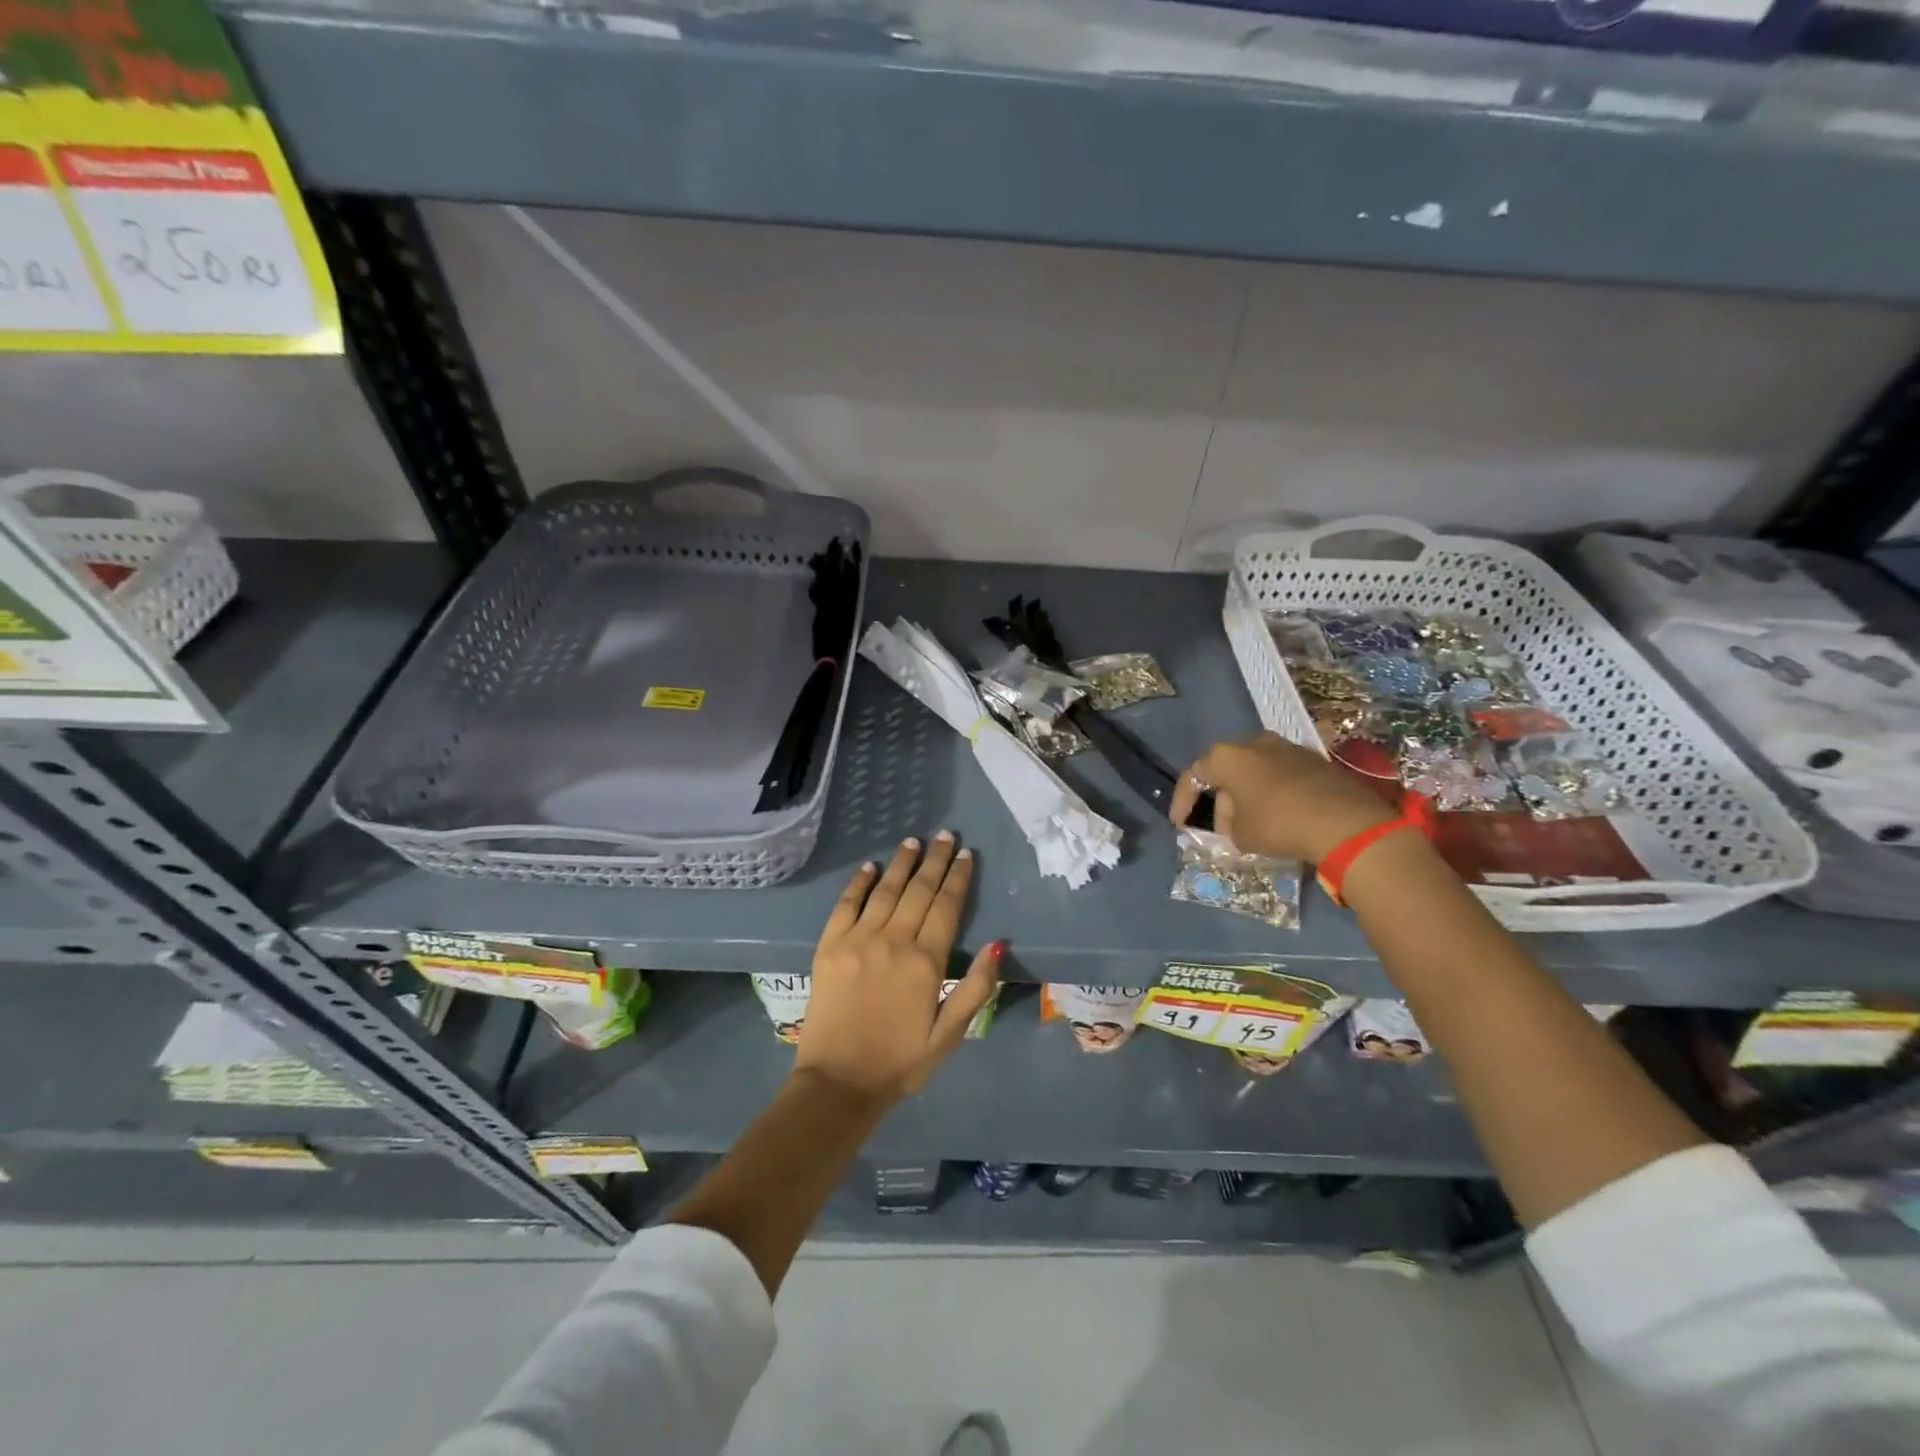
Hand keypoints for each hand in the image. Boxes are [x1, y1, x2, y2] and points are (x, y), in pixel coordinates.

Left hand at [795, 832, 1001, 1104]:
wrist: (838, 1084)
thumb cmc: (901, 1062)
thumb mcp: (950, 1034)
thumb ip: (975, 987)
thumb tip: (998, 943)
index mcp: (926, 961)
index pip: (947, 906)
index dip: (958, 878)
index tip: (966, 854)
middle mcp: (893, 940)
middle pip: (919, 890)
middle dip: (935, 860)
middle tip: (945, 836)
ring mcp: (857, 940)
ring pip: (885, 891)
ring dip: (902, 864)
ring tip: (914, 842)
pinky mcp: (829, 947)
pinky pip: (845, 905)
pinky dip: (858, 883)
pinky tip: (869, 867)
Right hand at [1169, 731, 1394, 862]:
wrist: (1346, 823)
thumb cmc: (1279, 824)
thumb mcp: (1240, 834)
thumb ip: (1228, 824)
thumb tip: (1236, 820)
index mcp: (1228, 756)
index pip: (1194, 775)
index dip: (1183, 801)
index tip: (1181, 824)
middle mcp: (1256, 743)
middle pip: (1228, 770)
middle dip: (1221, 799)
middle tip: (1223, 829)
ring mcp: (1289, 748)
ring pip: (1257, 771)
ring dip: (1249, 795)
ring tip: (1252, 823)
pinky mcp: (1316, 760)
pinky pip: (1283, 776)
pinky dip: (1275, 794)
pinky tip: (1281, 817)